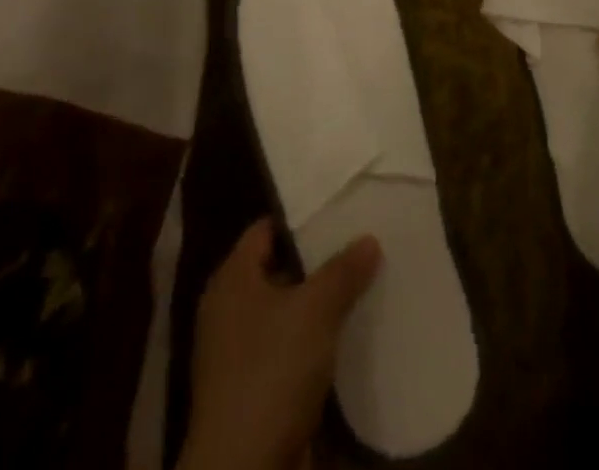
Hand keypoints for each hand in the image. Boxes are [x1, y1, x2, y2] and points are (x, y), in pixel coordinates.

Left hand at [179, 218, 382, 469]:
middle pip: (279, 268)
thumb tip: (369, 239)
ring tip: (363, 282)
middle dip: (318, 260)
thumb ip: (343, 270)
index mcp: (231, 280)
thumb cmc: (271, 372)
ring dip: (320, 303)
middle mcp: (229, 310)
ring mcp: (239, 354)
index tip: (339, 208)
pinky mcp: (255, 390)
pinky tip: (349, 332)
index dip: (301, 217)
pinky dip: (315, 340)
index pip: (266, 229)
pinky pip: (290, 348)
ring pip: (288, 311)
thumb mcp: (315, 310)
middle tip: (359, 241)